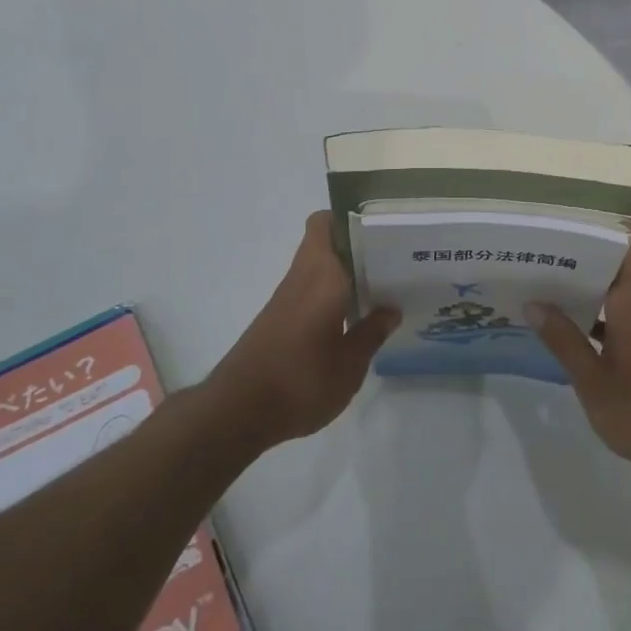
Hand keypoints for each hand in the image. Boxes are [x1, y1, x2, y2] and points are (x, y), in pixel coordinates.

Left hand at [206, 212, 398, 450]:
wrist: (237, 412)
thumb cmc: (300, 382)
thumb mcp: (349, 365)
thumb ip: (371, 333)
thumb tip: (391, 309)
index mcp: (322, 276)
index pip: (326, 224)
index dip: (350, 218)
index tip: (382, 227)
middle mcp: (302, 277)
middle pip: (326, 243)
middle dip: (357, 246)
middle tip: (393, 258)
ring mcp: (287, 298)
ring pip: (319, 267)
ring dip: (346, 271)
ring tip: (383, 285)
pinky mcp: (278, 319)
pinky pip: (311, 290)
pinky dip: (332, 294)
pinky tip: (354, 316)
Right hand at [529, 238, 630, 475]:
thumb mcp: (592, 378)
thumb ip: (563, 339)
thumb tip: (534, 302)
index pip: (624, 246)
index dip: (597, 231)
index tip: (562, 226)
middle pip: (616, 266)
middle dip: (580, 260)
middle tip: (538, 256)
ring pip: (618, 293)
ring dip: (587, 290)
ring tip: (544, 287)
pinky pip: (623, 317)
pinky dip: (598, 316)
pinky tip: (569, 330)